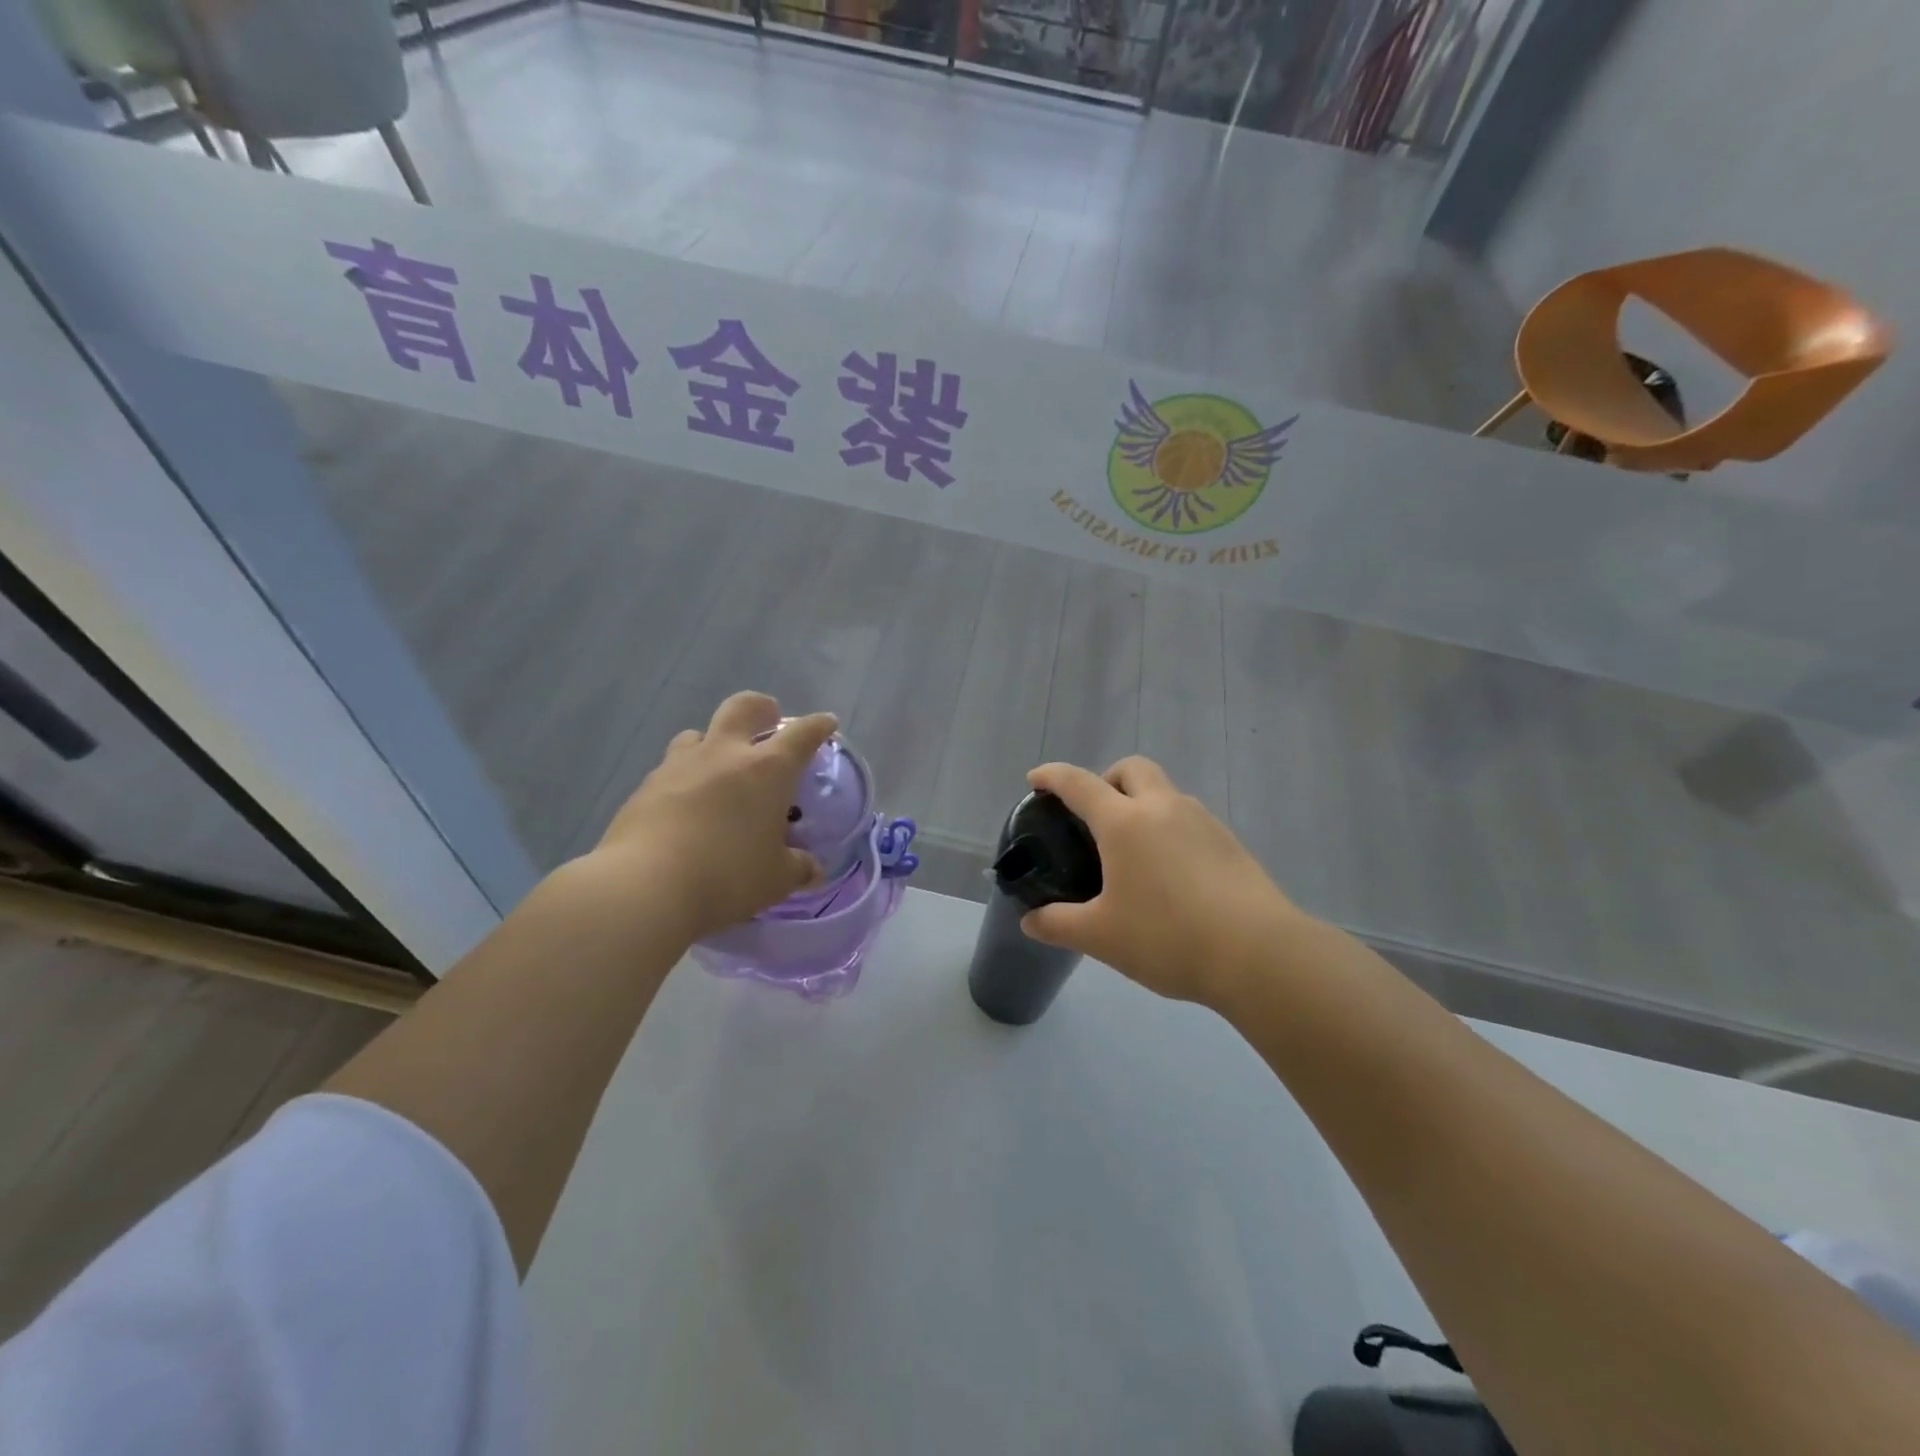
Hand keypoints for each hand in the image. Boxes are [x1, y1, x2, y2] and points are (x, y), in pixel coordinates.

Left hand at [588, 693, 837, 942]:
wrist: (644, 888)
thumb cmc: (727, 877)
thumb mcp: (776, 879)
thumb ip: (798, 868)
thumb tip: (813, 870)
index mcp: (767, 769)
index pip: (802, 735)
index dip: (818, 726)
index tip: (826, 724)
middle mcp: (724, 754)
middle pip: (743, 708)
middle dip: (761, 709)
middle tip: (769, 724)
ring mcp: (679, 766)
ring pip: (698, 734)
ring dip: (714, 742)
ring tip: (720, 770)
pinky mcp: (645, 787)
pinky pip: (671, 769)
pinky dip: (685, 778)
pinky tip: (686, 808)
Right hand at [1020, 756, 1306, 1006]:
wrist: (1258, 954)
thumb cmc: (1167, 937)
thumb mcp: (1101, 937)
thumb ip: (1059, 924)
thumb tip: (1031, 921)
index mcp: (1124, 822)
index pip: (1079, 783)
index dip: (1052, 776)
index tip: (1036, 779)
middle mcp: (1164, 808)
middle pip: (1132, 769)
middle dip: (1107, 779)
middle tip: (1094, 815)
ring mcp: (1203, 821)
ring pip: (1165, 792)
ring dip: (1142, 804)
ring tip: (1132, 853)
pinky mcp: (1230, 842)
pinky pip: (1189, 820)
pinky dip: (1169, 829)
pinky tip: (1169, 874)